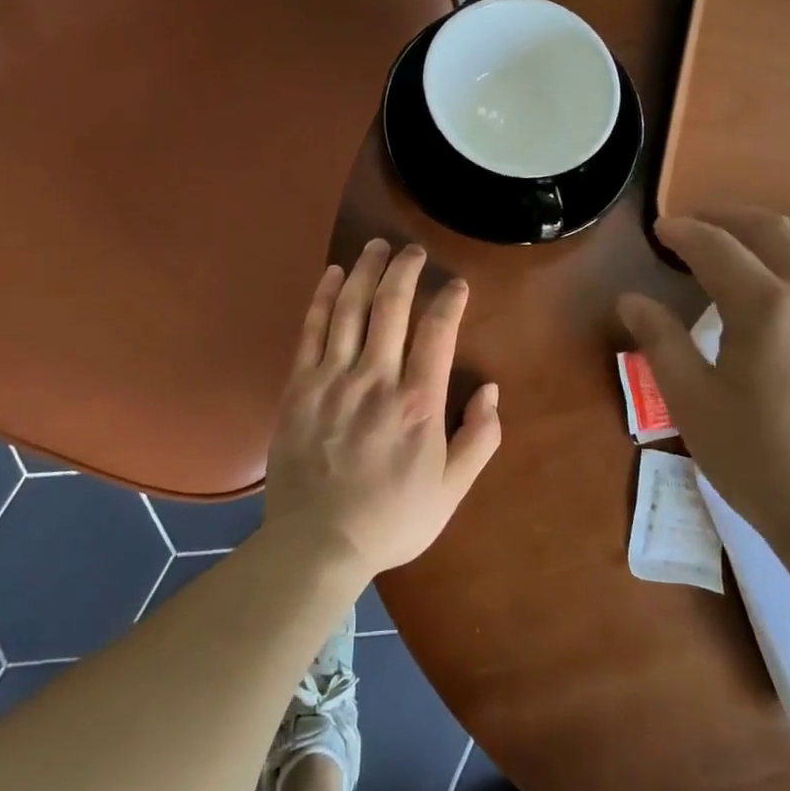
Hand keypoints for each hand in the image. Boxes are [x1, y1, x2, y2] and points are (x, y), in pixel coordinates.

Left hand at [264, 240, 502, 577]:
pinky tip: (332, 275)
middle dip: (404, 269)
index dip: (449, 299)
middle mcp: (375, 379)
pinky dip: (323, 297)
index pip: (437, 331)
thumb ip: (479, 438)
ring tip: (375, 246)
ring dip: (364, 270)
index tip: (456, 285)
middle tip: (412, 250)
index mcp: (417, 402)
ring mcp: (331, 379)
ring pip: (350, 308)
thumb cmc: (392, 518)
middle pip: (391, 305)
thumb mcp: (452, 489)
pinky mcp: (298, 387)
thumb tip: (491, 390)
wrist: (317, 545)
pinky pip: (311, 330)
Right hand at [617, 213, 789, 546]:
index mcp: (768, 309)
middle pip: (776, 231)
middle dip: (731, 218)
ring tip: (758, 241)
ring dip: (786, 231)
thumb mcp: (693, 404)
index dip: (685, 232)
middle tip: (699, 225)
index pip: (718, 249)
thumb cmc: (759, 463)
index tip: (661, 228)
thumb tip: (631, 299)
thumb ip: (661, 342)